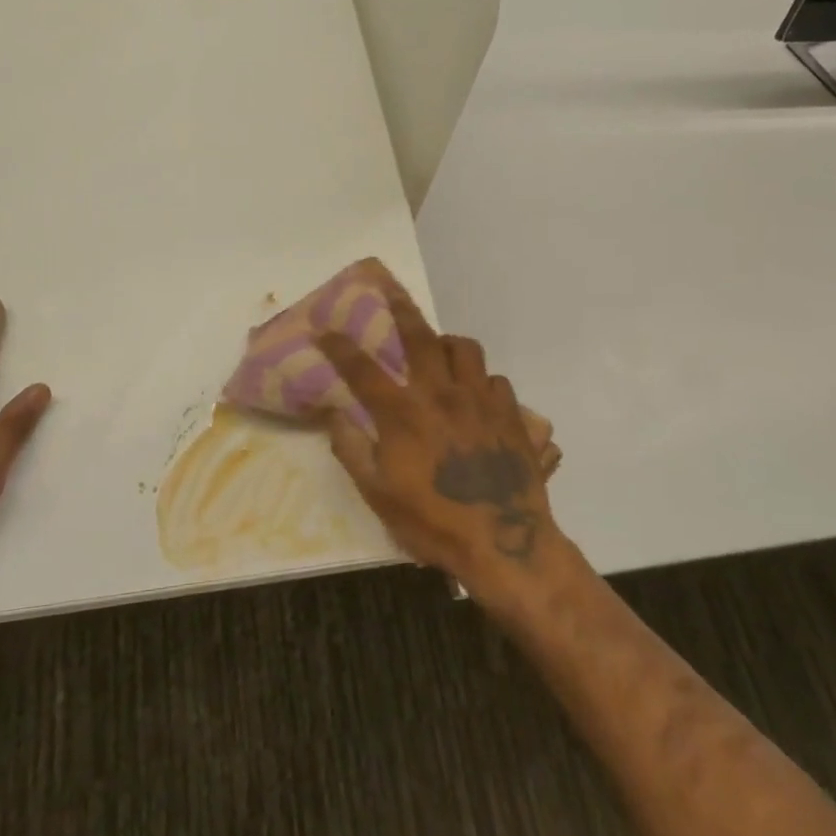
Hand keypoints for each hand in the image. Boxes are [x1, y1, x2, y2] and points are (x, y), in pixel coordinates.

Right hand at [314, 272, 560, 597]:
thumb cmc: (433, 523)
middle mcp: (441, 394)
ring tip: (440, 351)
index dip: (339, 346)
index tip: (324, 329)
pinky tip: (477, 396)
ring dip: (447, 343)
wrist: (505, 544)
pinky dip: (481, 381)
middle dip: (400, 309)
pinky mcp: (511, 414)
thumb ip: (352, 449)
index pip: (362, 369)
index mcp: (403, 414)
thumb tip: (333, 413)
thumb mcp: (378, 495)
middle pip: (419, 336)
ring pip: (465, 348)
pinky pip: (495, 380)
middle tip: (390, 291)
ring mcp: (480, 400)